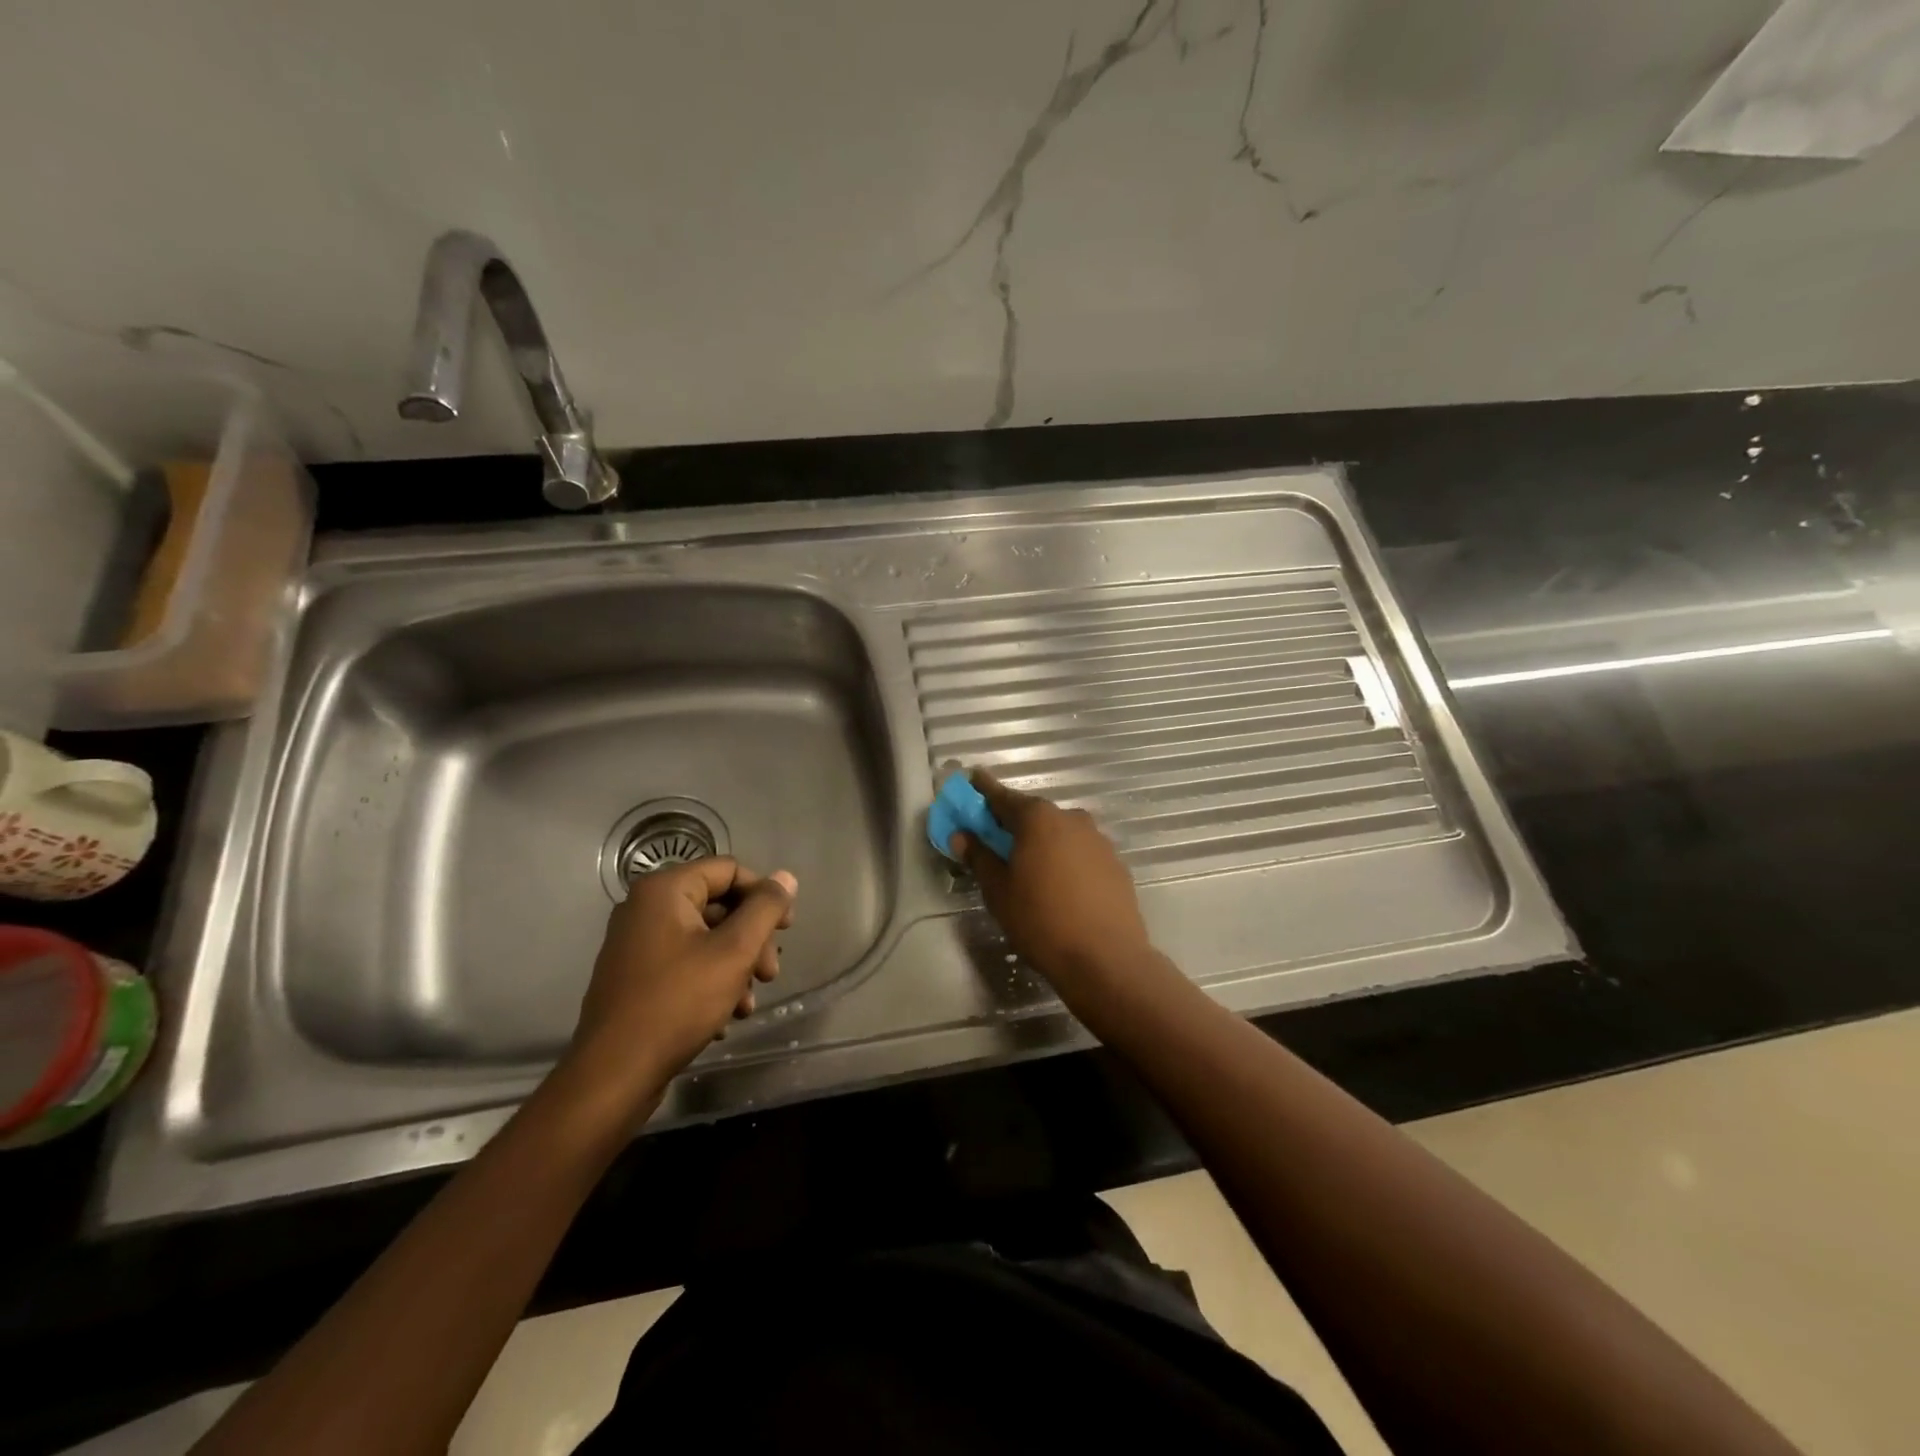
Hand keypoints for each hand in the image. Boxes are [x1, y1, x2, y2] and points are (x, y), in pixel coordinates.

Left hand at [568, 858, 796, 1105]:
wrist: (614, 1075)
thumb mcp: (734, 951)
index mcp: (665, 891)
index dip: (764, 895)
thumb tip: (786, 878)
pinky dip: (711, 983)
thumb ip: (765, 909)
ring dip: (736, 967)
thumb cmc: (678, 1002)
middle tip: (770, 975)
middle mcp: (646, 908)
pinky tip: (725, 1017)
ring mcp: (637, 944)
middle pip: (719, 906)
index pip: (729, 871)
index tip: (787, 929)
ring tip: (748, 1005)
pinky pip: (684, 964)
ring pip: (705, 940)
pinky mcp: (635, 977)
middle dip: (752, 940)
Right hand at [951, 771, 1156, 1006]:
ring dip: (1041, 842)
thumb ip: (979, 857)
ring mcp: (1098, 840)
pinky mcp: (1115, 863)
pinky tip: (1059, 885)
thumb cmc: (1041, 920)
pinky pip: (1080, 852)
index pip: (1002, 797)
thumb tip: (961, 835)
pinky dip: (1064, 859)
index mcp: (1038, 818)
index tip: (971, 781)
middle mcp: (1070, 818)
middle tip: (994, 838)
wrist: (1106, 958)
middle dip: (1012, 822)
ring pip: (1059, 833)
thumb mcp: (998, 891)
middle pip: (1033, 814)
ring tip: (1028, 868)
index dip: (983, 791)